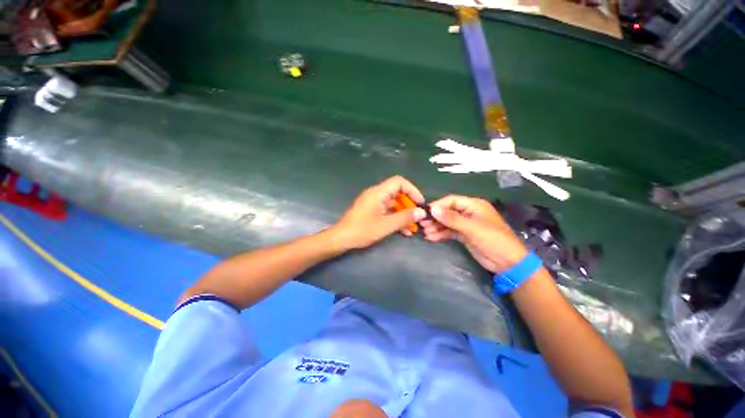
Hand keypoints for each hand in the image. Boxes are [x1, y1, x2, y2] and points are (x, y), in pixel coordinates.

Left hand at [332, 176, 426, 249]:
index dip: (412, 190)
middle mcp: (376, 194)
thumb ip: (404, 218)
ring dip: (404, 214)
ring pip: (394, 204)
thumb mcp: (386, 225)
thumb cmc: (362, 230)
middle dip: (409, 205)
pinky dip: (396, 218)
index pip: (399, 182)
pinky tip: (404, 231)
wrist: (341, 239)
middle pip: (398, 193)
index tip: (420, 203)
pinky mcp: (372, 210)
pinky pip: (388, 211)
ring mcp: (373, 202)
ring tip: (413, 228)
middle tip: (418, 218)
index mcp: (378, 192)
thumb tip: (421, 212)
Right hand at [421, 195, 527, 272]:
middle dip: (435, 218)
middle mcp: (468, 212)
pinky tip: (431, 238)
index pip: (451, 201)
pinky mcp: (464, 235)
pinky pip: (449, 231)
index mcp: (474, 205)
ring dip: (436, 227)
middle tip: (422, 224)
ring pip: (447, 222)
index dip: (438, 206)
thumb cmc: (493, 240)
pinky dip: (441, 234)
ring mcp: (466, 224)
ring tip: (425, 233)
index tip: (425, 213)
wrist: (508, 263)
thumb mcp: (472, 228)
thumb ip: (452, 219)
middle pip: (447, 211)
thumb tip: (433, 209)